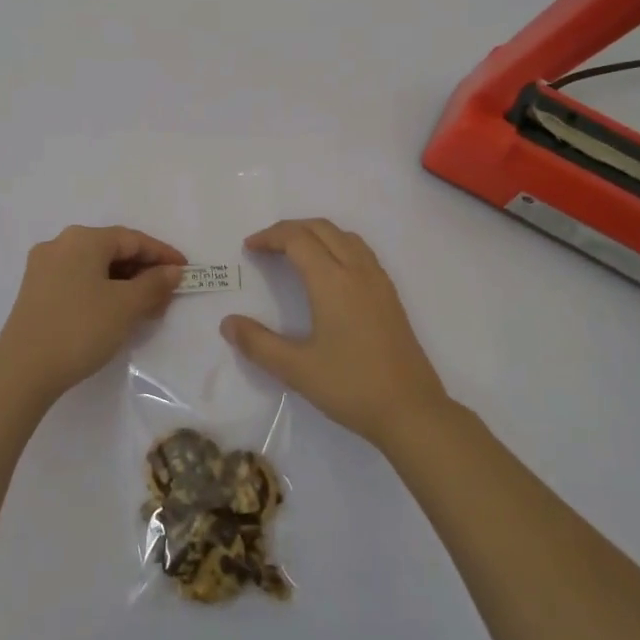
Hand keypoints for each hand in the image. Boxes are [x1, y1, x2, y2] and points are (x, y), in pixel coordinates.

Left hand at [0, 225, 185, 402]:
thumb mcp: (126, 306)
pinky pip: (79, 281)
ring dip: (125, 284)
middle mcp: (60, 245)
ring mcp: (44, 268)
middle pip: (112, 251)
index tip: (186, 271)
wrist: (22, 371)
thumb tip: (172, 271)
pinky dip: (103, 292)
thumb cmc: (80, 329)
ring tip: (147, 309)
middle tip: (167, 295)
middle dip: (144, 272)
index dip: (162, 254)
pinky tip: (116, 313)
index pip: (132, 239)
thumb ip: (154, 284)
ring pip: (95, 268)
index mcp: (82, 239)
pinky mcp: (36, 292)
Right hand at [221, 219, 449, 448]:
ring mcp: (379, 282)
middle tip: (266, 246)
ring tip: (294, 252)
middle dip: (290, 229)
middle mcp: (357, 271)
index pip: (297, 239)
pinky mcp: (390, 296)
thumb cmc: (351, 386)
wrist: (411, 410)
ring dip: (316, 234)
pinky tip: (329, 273)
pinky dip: (337, 246)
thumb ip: (258, 343)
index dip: (270, 237)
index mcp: (332, 281)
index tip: (249, 248)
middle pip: (322, 229)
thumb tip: (228, 323)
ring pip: (345, 237)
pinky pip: (361, 252)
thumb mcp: (296, 369)